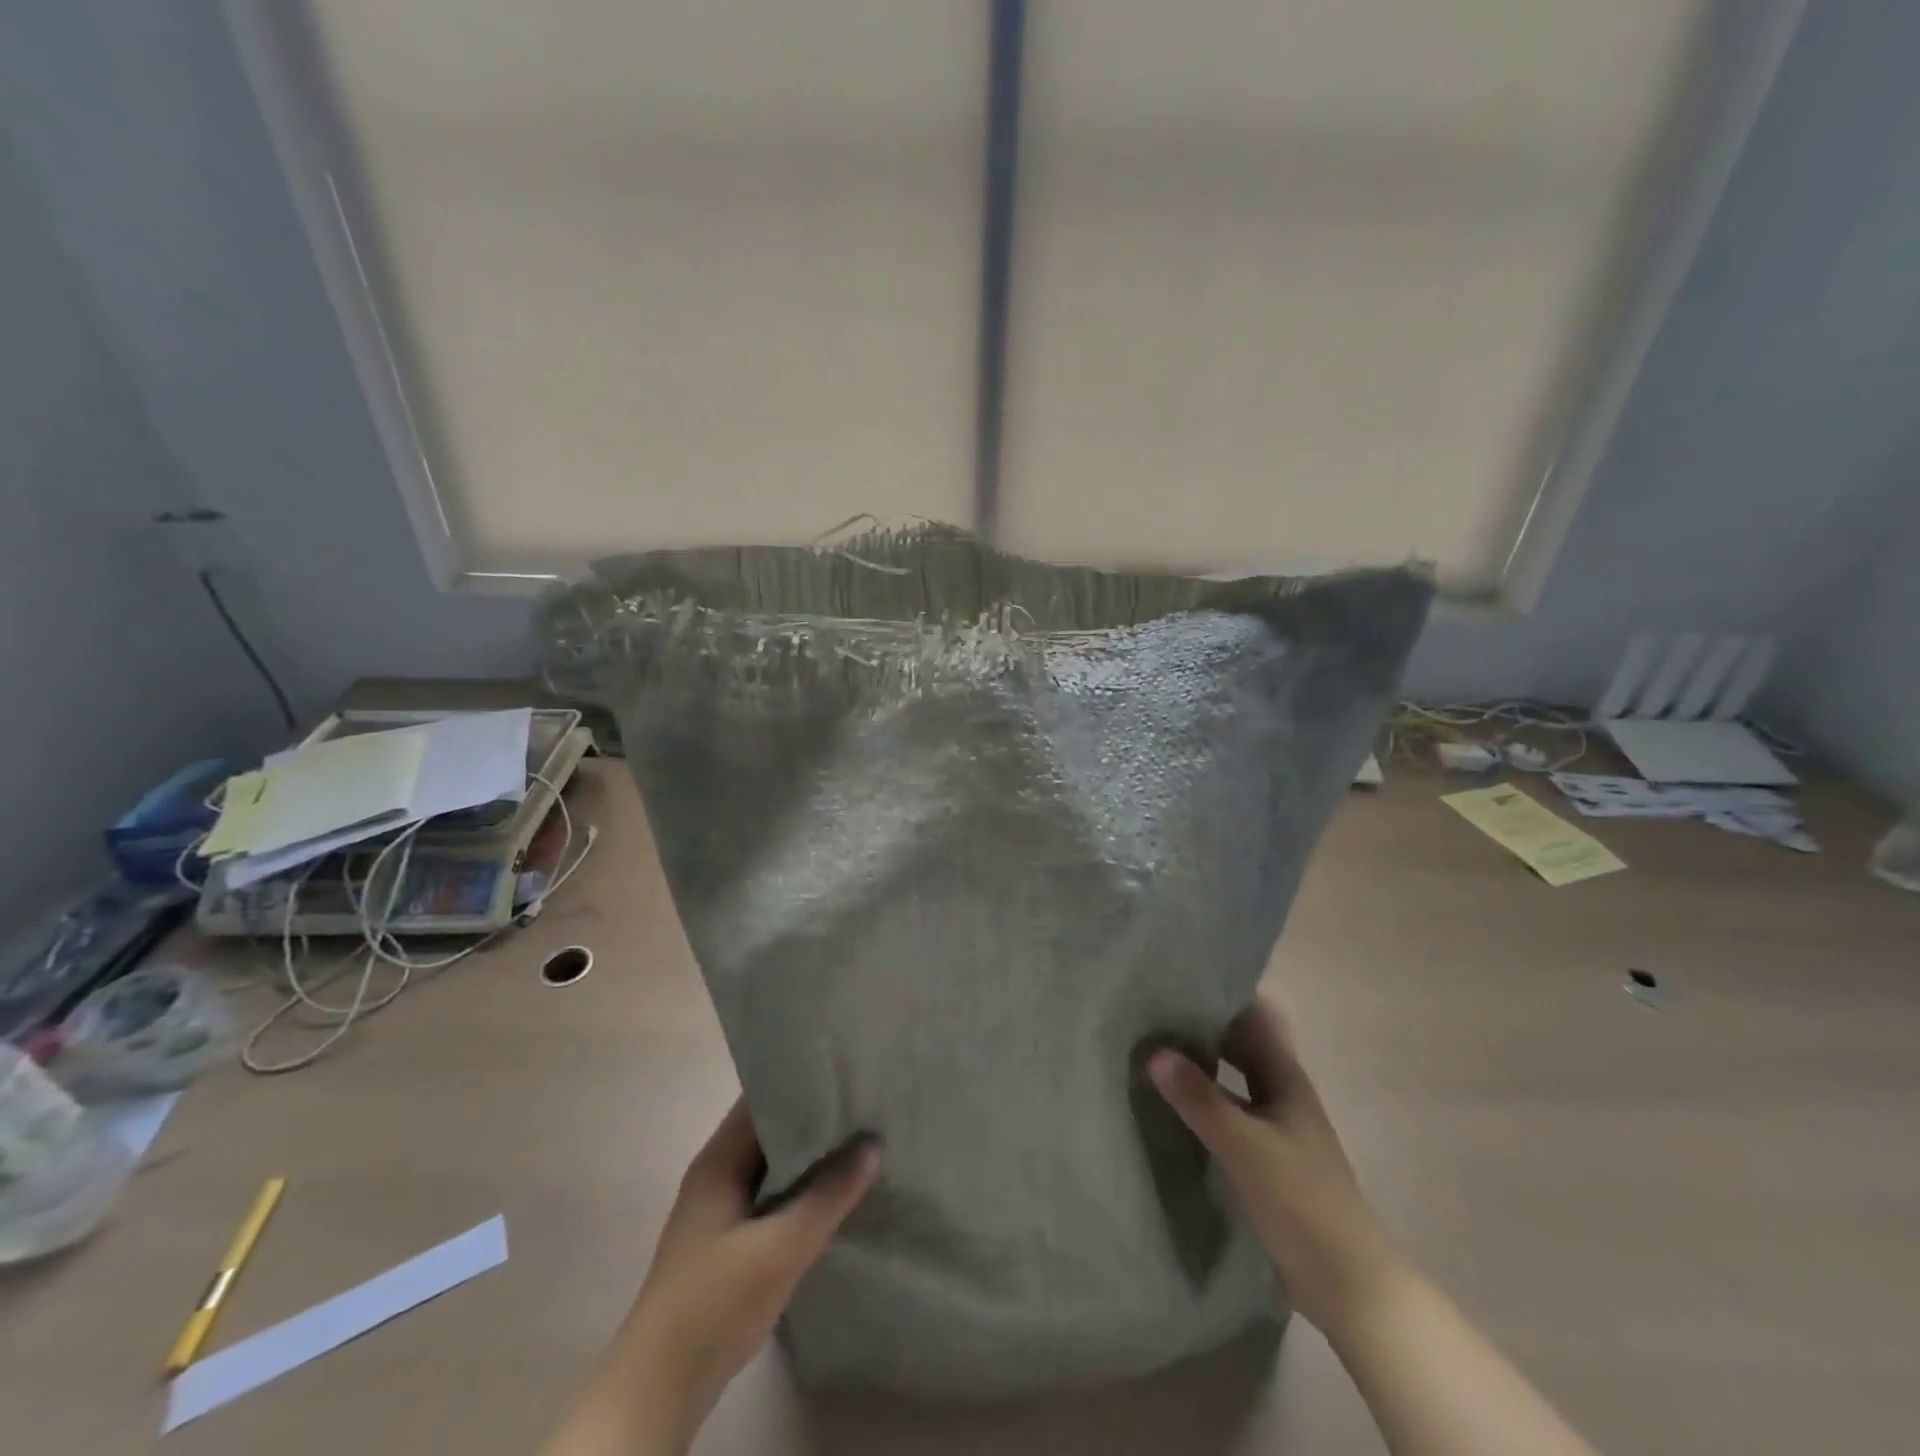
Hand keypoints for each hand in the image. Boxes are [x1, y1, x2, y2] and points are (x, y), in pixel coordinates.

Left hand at [542, 1098, 877, 1455]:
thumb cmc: (714, 1302)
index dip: (800, 1080)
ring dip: (810, 1156)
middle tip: (865, 1104)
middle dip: (814, 1118)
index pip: (761, 1097)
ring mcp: (720, 1210)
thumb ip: (828, 1195)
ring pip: (773, 1166)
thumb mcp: (780, 1248)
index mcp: (718, 1160)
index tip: (845, 1071)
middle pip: (770, 1130)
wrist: (660, 1389)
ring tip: (860, 1141)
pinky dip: (801, 1188)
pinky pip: (772, 1196)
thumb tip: (872, 1144)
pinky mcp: (729, 1242)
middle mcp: (717, 1174)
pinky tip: (835, 1195)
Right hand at [1148, 996, 1405, 1338]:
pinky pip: (1225, 1116)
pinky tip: (1168, 1108)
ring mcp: (1272, 1129)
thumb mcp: (1245, 1145)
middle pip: (1239, 1047)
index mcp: (1286, 1078)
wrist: (1346, 1284)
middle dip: (1201, 1028)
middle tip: (1150, 1013)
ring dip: (1198, 1068)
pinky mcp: (1262, 1161)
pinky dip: (1200, 1105)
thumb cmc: (1301, 1201)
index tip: (1177, 979)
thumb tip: (1154, 1052)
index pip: (1254, 1018)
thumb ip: (1200, 1098)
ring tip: (1149, 1052)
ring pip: (1230, 1082)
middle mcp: (1280, 1095)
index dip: (1222, 995)